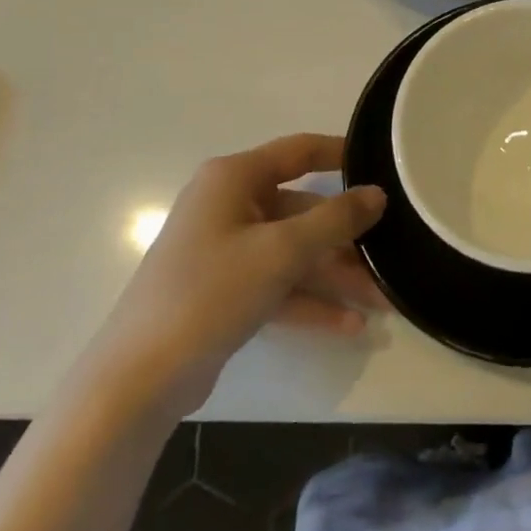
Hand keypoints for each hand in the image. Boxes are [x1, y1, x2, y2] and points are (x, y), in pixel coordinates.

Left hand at [97, 134, 386, 412]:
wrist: (139, 379)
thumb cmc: (210, 292)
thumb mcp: (282, 252)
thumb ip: (335, 220)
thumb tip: (377, 194)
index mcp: (233, 178)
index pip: (298, 151)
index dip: (341, 154)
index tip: (383, 164)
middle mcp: (228, 205)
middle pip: (302, 211)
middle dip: (346, 240)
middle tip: (391, 255)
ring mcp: (225, 250)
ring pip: (294, 253)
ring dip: (336, 276)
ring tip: (383, 302)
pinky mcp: (224, 291)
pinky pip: (278, 284)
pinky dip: (310, 301)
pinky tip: (350, 325)